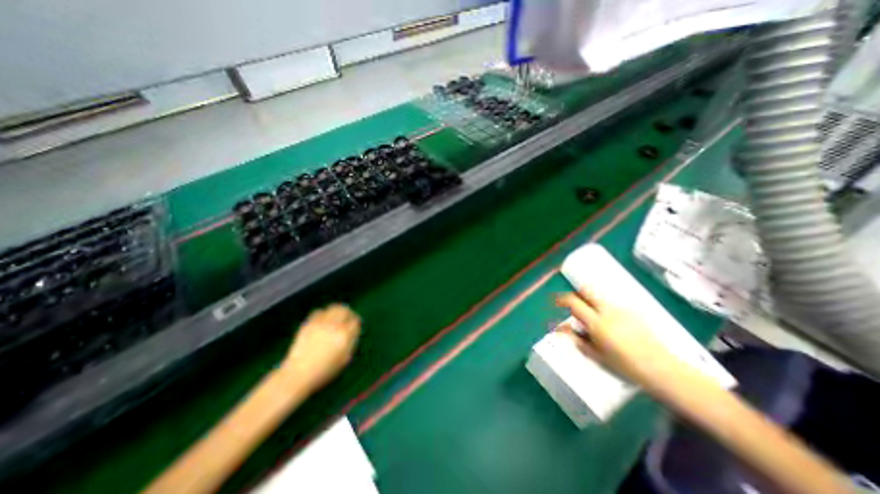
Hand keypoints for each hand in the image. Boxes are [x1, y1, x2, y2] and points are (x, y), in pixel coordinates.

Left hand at [283, 304, 361, 392]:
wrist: (297, 375)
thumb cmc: (324, 371)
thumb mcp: (344, 359)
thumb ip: (351, 342)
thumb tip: (353, 331)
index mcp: (344, 336)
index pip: (355, 321)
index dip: (356, 323)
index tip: (355, 326)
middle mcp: (333, 326)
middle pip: (345, 310)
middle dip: (348, 313)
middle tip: (348, 317)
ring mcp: (320, 323)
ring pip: (333, 308)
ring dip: (337, 311)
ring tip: (337, 316)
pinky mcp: (308, 323)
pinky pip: (319, 311)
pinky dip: (324, 313)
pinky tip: (323, 320)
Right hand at [556, 289, 677, 390]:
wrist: (663, 370)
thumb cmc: (625, 366)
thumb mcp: (596, 355)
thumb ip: (576, 339)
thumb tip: (560, 329)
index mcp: (597, 322)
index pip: (573, 302)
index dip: (561, 299)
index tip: (556, 302)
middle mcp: (608, 311)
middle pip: (587, 290)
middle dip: (577, 293)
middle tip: (574, 304)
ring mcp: (622, 309)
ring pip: (600, 296)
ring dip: (591, 301)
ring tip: (593, 318)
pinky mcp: (634, 311)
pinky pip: (612, 303)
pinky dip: (605, 307)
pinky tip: (611, 324)